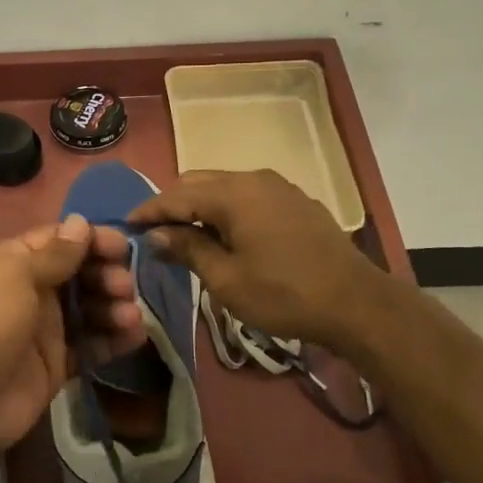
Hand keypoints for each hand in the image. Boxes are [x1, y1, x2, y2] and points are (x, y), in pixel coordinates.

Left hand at [0, 216, 145, 450]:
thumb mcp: (16, 276)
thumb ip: (54, 252)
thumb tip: (80, 221)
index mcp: (15, 263)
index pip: (60, 240)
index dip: (92, 240)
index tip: (123, 248)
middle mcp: (31, 290)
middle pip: (79, 273)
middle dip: (106, 275)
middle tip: (123, 287)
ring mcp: (45, 327)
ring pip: (89, 308)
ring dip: (113, 307)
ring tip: (130, 317)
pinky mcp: (58, 361)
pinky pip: (92, 344)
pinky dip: (114, 339)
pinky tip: (135, 336)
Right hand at [129, 169, 402, 355]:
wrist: (356, 303)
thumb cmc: (283, 294)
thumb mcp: (226, 279)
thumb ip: (188, 250)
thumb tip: (157, 235)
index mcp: (233, 194)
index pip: (177, 196)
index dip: (149, 210)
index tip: (126, 225)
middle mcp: (254, 179)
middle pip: (199, 182)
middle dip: (173, 204)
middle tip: (154, 232)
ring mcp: (279, 187)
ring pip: (225, 187)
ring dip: (201, 206)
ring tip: (185, 235)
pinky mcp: (296, 202)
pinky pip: (248, 196)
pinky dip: (227, 209)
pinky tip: (225, 234)